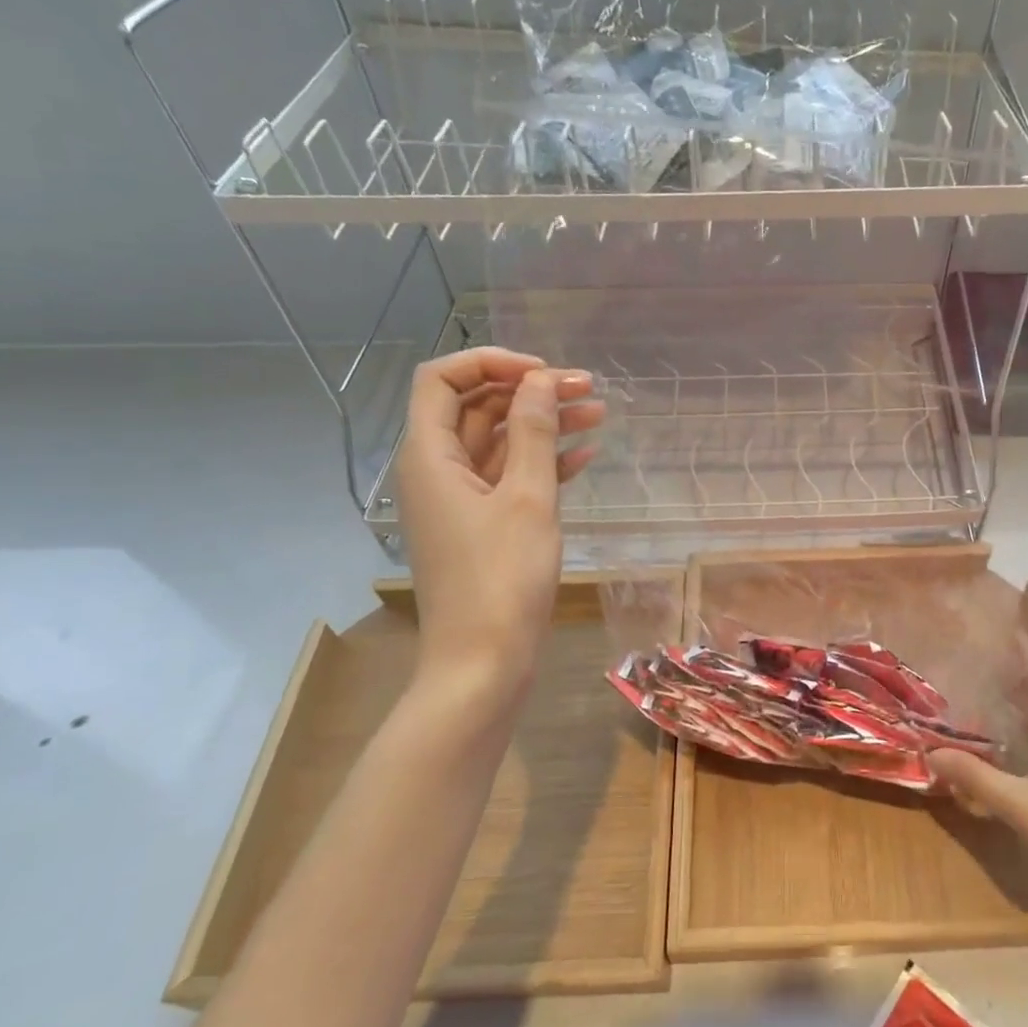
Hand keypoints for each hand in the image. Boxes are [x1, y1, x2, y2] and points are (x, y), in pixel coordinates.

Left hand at [394, 348, 603, 713]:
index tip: (544, 374)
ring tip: (599, 414)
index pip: (442, 379)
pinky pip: (509, 478)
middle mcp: (436, 470)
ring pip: (499, 443)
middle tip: (588, 390)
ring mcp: (460, 500)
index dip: (491, 363)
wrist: (483, 663)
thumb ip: (533, 432)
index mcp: (429, 456)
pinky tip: (585, 456)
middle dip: (531, 392)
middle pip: (476, 408)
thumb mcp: (527, 498)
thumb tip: (540, 380)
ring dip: (544, 425)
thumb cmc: (502, 578)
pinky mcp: (482, 526)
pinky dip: (543, 462)